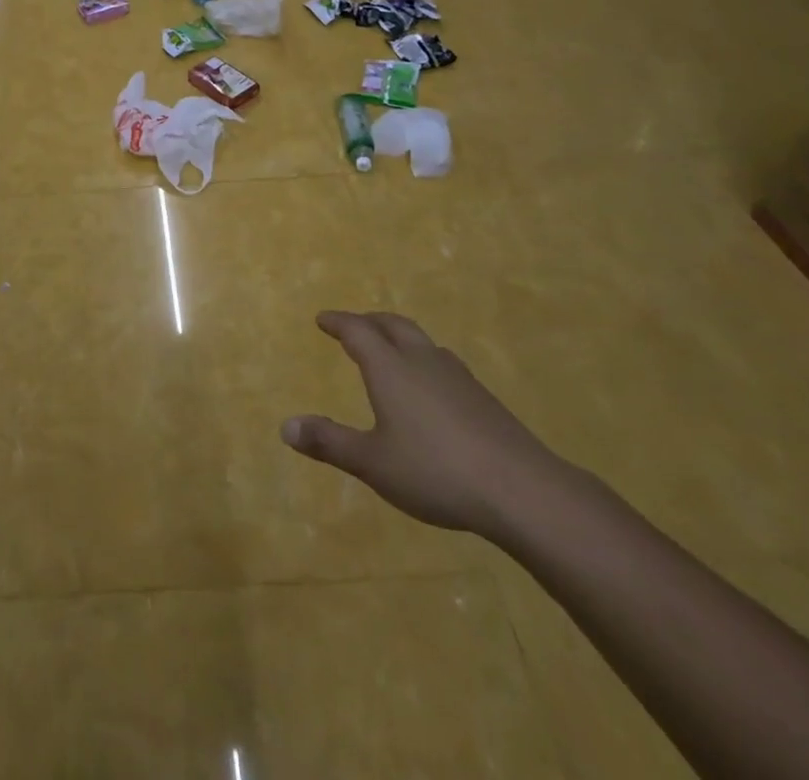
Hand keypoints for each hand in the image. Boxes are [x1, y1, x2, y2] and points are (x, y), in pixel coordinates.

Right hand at [281, 311, 564, 540]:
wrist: (522, 489)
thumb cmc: (436, 471)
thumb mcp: (373, 463)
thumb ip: (330, 442)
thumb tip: (285, 426)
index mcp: (390, 368)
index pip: (358, 332)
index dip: (338, 322)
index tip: (322, 319)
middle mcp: (422, 361)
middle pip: (392, 325)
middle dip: (369, 320)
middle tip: (353, 324)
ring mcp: (457, 377)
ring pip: (422, 341)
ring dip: (400, 337)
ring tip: (391, 349)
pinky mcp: (483, 398)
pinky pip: (443, 363)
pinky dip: (424, 360)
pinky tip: (431, 387)